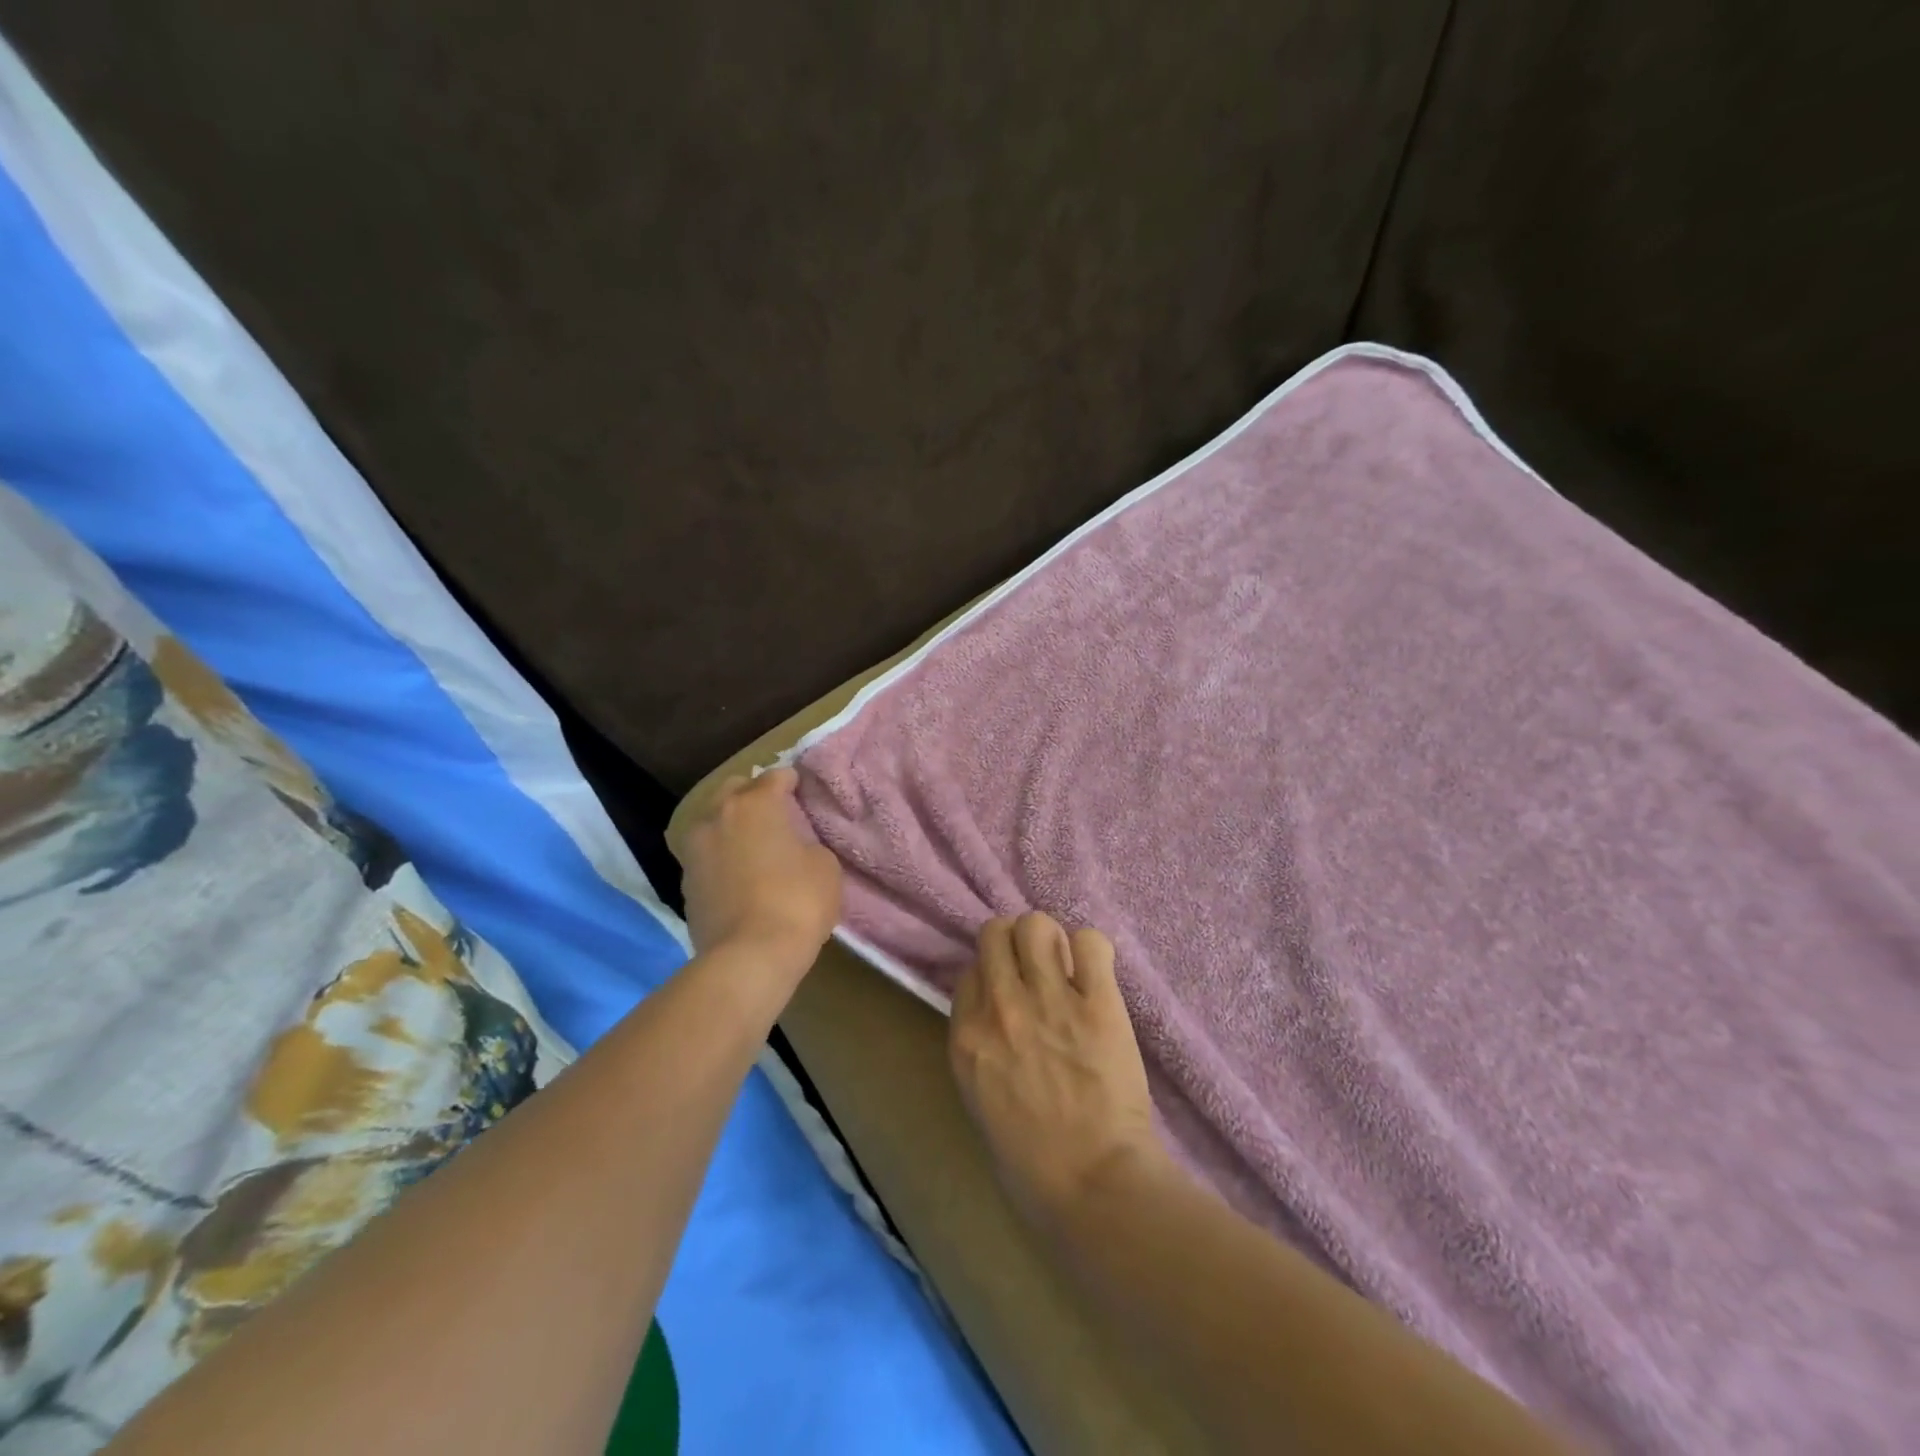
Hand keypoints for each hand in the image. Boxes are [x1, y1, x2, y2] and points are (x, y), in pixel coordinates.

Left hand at [675, 768, 841, 981]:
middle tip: (776, 814)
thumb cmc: (797, 902)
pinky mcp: (685, 883)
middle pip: (734, 789)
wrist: (748, 958)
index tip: (802, 791)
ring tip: (754, 845)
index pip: (776, 776)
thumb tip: (794, 847)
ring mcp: (695, 850)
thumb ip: (808, 843)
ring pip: (713, 821)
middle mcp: (717, 816)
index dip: (792, 781)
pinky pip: (706, 855)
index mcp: (755, 804)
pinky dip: (721, 856)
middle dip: (754, 795)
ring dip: (732, 825)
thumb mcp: (825, 866)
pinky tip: (739, 873)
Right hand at [948, 912, 1166, 1228]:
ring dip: (1051, 939)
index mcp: (967, 1036)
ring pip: (1038, 925)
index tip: (1010, 991)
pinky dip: (1093, 951)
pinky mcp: (1098, 1003)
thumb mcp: (980, 1100)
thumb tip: (998, 1013)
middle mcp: (1001, 1006)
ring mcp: (1049, 1000)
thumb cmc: (1032, 1162)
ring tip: (1067, 967)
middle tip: (1037, 968)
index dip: (992, 975)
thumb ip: (982, 1047)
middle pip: (996, 932)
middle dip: (1016, 943)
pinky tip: (1097, 975)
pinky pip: (1090, 943)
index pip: (970, 969)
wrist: (1094, 1186)